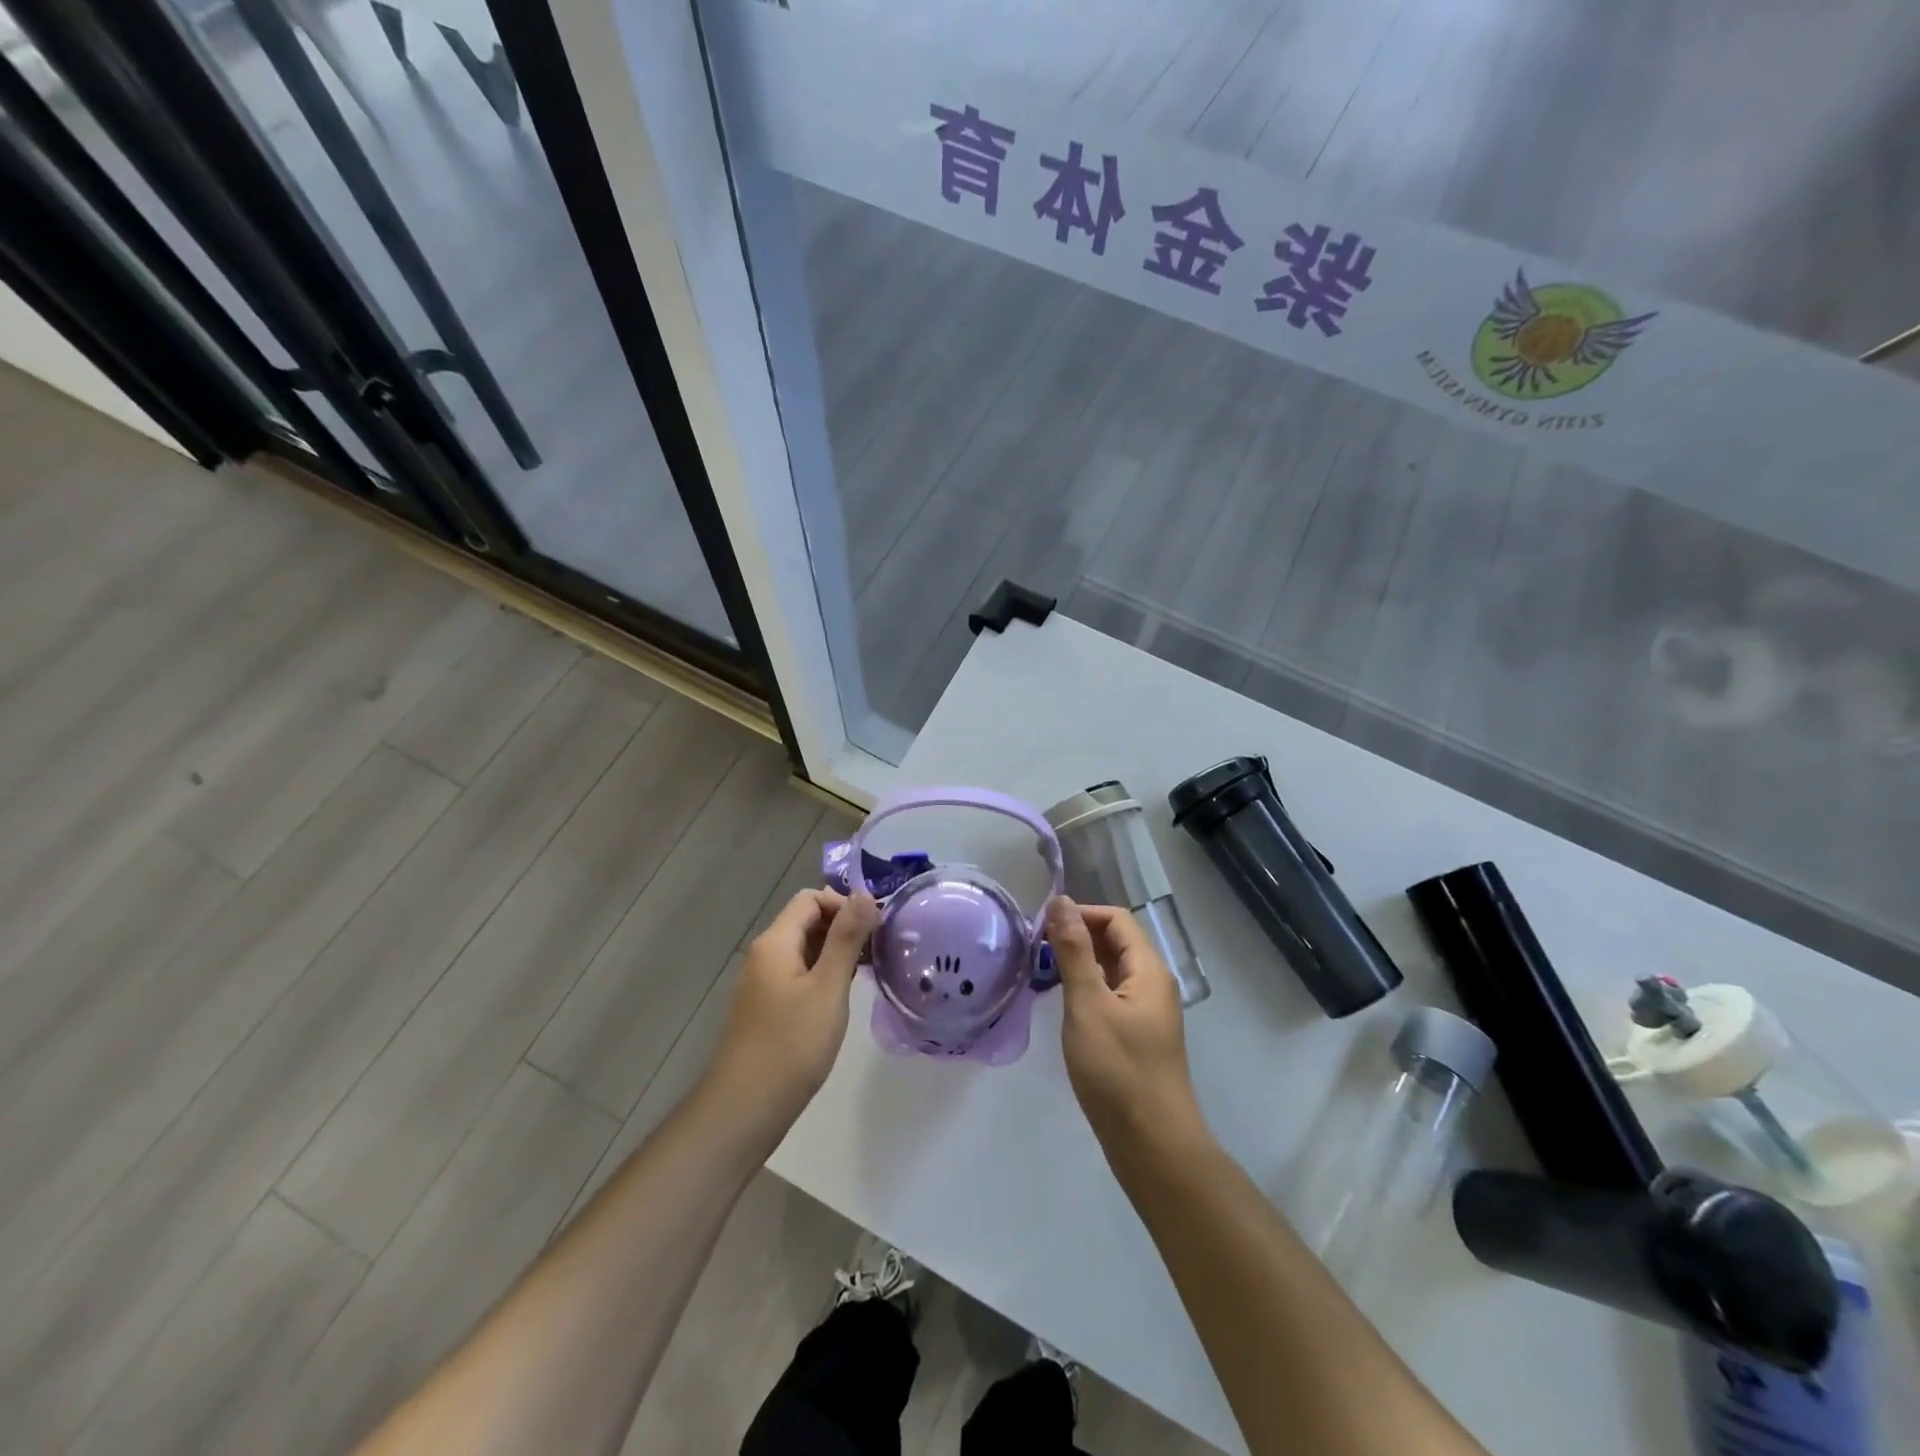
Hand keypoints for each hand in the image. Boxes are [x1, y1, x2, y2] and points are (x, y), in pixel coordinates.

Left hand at [707, 889, 877, 1125]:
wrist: (746, 1108)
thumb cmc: (792, 1045)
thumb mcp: (828, 988)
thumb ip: (846, 938)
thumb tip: (865, 894)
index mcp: (776, 942)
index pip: (811, 899)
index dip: (844, 904)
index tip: (875, 928)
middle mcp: (765, 954)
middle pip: (807, 921)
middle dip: (843, 927)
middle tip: (878, 950)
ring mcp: (764, 982)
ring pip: (805, 949)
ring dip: (836, 951)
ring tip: (869, 971)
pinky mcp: (768, 1006)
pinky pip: (800, 973)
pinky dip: (824, 974)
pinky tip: (844, 995)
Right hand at [1048, 898, 1201, 1146]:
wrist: (1152, 1145)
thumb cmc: (1118, 1070)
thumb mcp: (1088, 1005)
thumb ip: (1073, 951)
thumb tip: (1061, 901)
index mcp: (1148, 969)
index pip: (1116, 919)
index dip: (1081, 914)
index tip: (1042, 927)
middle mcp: (1153, 984)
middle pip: (1116, 942)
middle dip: (1078, 937)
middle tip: (1037, 950)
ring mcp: (1147, 1012)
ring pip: (1112, 970)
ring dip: (1080, 964)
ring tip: (1043, 973)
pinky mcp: (1138, 1036)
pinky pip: (1111, 996)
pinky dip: (1087, 990)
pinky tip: (1063, 1005)